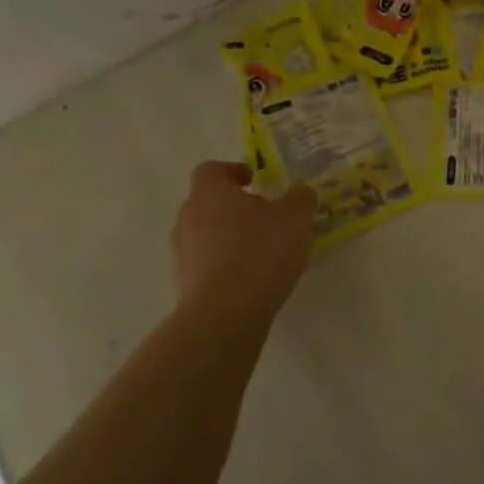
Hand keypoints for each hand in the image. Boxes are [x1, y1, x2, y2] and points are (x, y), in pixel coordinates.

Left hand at [170, 161, 315, 326]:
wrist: (224, 313)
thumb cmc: (260, 252)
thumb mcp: (296, 218)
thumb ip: (301, 198)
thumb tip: (300, 192)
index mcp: (210, 194)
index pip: (211, 170)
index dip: (232, 171)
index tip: (254, 180)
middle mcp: (188, 218)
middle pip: (207, 202)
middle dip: (235, 206)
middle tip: (266, 215)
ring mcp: (182, 253)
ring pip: (206, 234)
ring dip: (231, 236)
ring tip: (263, 250)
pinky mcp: (185, 284)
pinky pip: (207, 263)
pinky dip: (227, 263)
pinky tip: (253, 277)